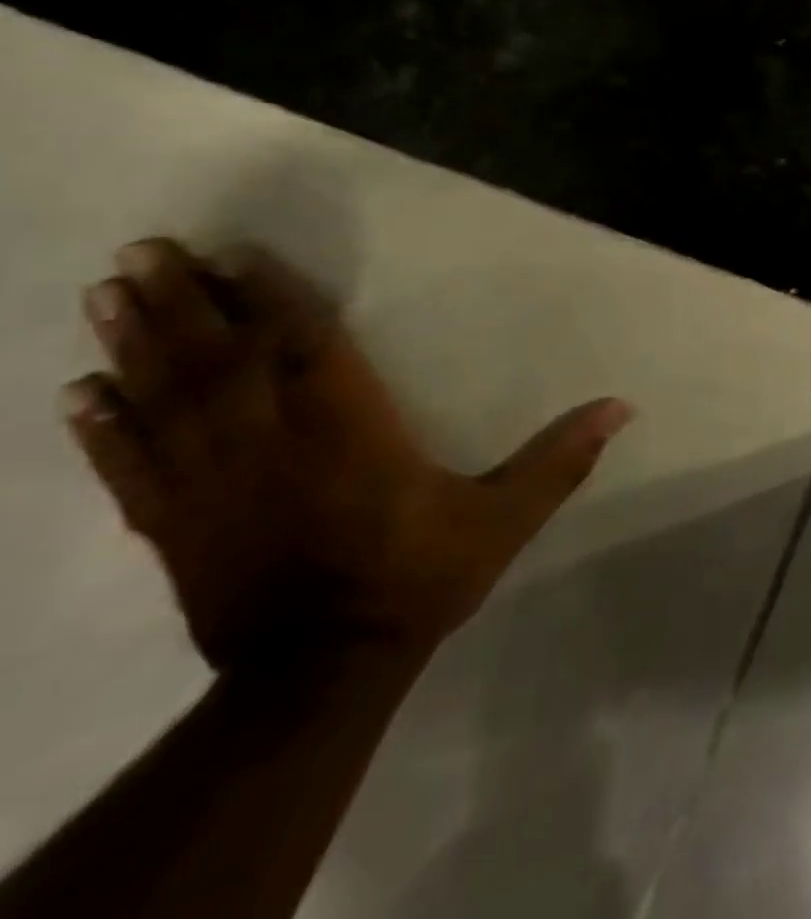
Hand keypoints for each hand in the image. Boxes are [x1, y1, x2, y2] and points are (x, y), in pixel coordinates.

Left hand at [61, 239, 630, 670]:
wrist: (324, 671)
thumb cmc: (420, 576)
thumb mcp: (506, 518)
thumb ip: (560, 459)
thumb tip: (621, 407)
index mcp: (352, 435)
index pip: (308, 352)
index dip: (275, 299)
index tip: (239, 253)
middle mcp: (274, 447)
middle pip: (221, 363)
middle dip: (184, 304)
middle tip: (146, 250)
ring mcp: (213, 486)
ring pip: (166, 402)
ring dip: (136, 345)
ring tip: (105, 294)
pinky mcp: (175, 526)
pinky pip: (131, 466)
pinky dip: (103, 427)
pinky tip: (78, 392)